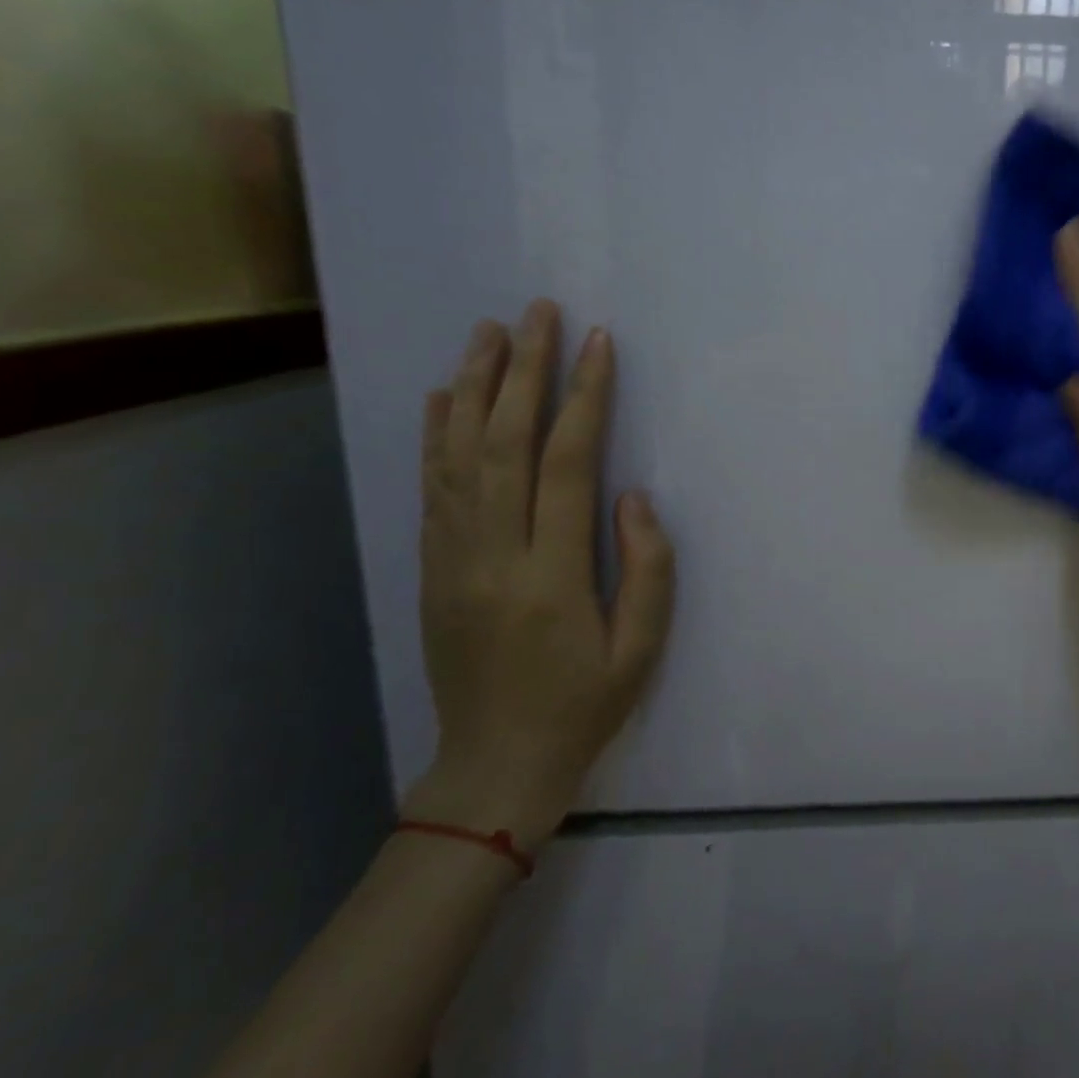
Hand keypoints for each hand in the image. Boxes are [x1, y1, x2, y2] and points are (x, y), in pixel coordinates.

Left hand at [403, 300, 675, 848]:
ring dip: (473, 387)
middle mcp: (492, 555)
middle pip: (502, 443)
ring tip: (489, 332)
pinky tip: (443, 396)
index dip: (583, 398)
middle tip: (537, 313)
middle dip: (522, 370)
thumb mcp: (642, 649)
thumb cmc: (584, 705)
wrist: (495, 765)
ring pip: (457, 456)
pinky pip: (432, 488)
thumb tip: (631, 495)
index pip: (565, 464)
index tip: (598, 344)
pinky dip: (436, 434)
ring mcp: (452, 559)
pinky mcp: (432, 568)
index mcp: (550, 575)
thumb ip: (646, 568)